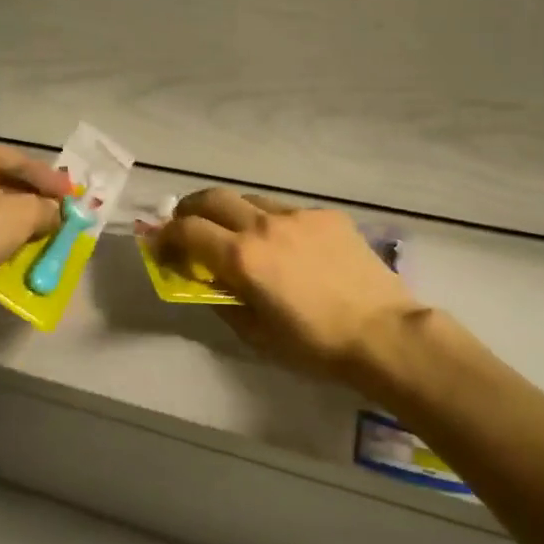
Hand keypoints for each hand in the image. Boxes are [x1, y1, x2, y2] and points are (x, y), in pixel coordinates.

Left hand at [0, 138, 70, 282]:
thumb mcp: (25, 215)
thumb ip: (46, 209)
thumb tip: (55, 212)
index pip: (21, 160)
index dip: (51, 180)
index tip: (72, 197)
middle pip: (1, 180)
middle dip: (30, 199)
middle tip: (54, 213)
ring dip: (10, 217)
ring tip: (34, 232)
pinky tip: (6, 246)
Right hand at [146, 187, 421, 383]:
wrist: (383, 332)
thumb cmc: (314, 345)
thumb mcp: (256, 335)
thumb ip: (223, 301)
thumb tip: (206, 281)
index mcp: (242, 258)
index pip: (187, 231)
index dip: (166, 236)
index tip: (160, 246)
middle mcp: (264, 225)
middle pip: (212, 198)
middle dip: (190, 209)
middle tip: (186, 226)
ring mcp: (298, 216)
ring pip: (250, 199)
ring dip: (231, 212)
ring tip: (235, 233)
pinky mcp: (327, 216)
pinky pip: (286, 210)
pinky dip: (271, 222)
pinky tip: (285, 245)